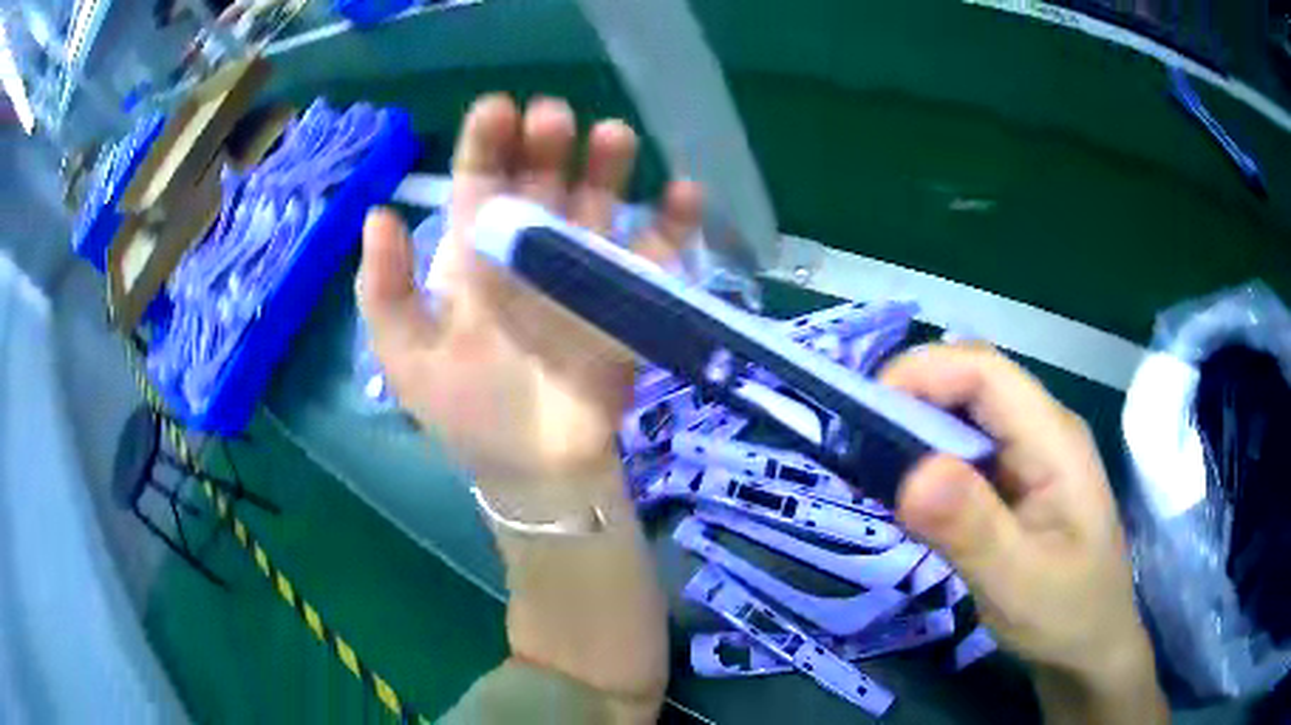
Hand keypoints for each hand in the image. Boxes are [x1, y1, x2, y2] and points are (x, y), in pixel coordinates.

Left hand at [358, 95, 701, 491]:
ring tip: (612, 136)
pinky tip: (685, 192)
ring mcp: (584, 269)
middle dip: (546, 144)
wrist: (536, 469)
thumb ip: (383, 291)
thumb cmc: (467, 412)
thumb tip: (378, 214)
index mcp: (475, 255)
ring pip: (599, 201)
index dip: (486, 144)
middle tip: (553, 118)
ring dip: (607, 166)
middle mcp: (529, 248)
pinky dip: (674, 221)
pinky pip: (657, 252)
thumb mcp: (407, 356)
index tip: (497, 109)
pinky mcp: (631, 297)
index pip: (479, 183)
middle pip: (542, 180)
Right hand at [882, 344, 1166, 720]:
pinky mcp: (1018, 480)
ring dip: (919, 431)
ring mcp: (1032, 454)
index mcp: (1054, 439)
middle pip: (973, 383)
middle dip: (913, 401)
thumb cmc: (1066, 615)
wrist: (1091, 648)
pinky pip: (969, 450)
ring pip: (967, 414)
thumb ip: (970, 529)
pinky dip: (931, 460)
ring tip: (874, 470)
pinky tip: (912, 494)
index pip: (985, 370)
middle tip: (859, 449)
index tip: (865, 416)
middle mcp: (1043, 430)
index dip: (922, 375)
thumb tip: (910, 473)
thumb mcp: (1017, 583)